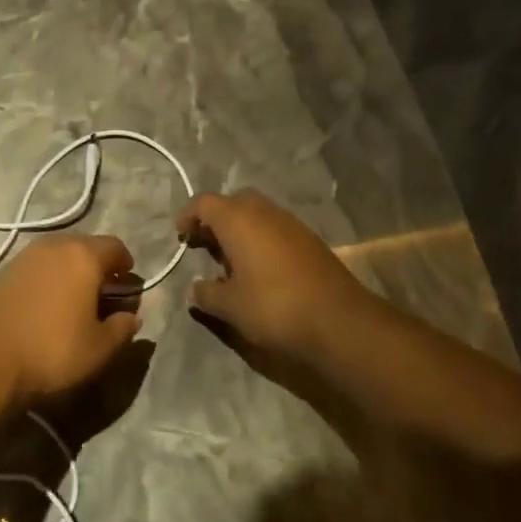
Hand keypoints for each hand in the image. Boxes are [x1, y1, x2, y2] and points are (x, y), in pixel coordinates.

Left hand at [0, 234, 142, 407]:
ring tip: (73, 300)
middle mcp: (53, 246)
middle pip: (85, 246)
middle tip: (103, 294)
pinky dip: (46, 279)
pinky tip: (44, 305)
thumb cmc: (52, 352)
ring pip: (57, 254)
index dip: (126, 266)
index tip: (127, 286)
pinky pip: (35, 267)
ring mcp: (24, 257)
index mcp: (83, 256)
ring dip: (70, 271)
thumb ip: (122, 328)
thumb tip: (131, 317)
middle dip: (98, 266)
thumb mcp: (99, 349)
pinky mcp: (2, 272)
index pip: (115, 247)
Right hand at [177, 189, 372, 365]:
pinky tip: (261, 268)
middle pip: (233, 201)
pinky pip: (276, 228)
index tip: (181, 235)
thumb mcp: (231, 306)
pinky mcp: (310, 240)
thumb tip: (194, 289)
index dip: (189, 215)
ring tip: (231, 259)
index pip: (204, 202)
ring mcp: (291, 223)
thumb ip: (207, 294)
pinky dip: (262, 238)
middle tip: (206, 243)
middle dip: (216, 218)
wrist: (339, 320)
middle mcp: (264, 212)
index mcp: (238, 220)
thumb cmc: (274, 307)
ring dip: (241, 228)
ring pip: (258, 213)